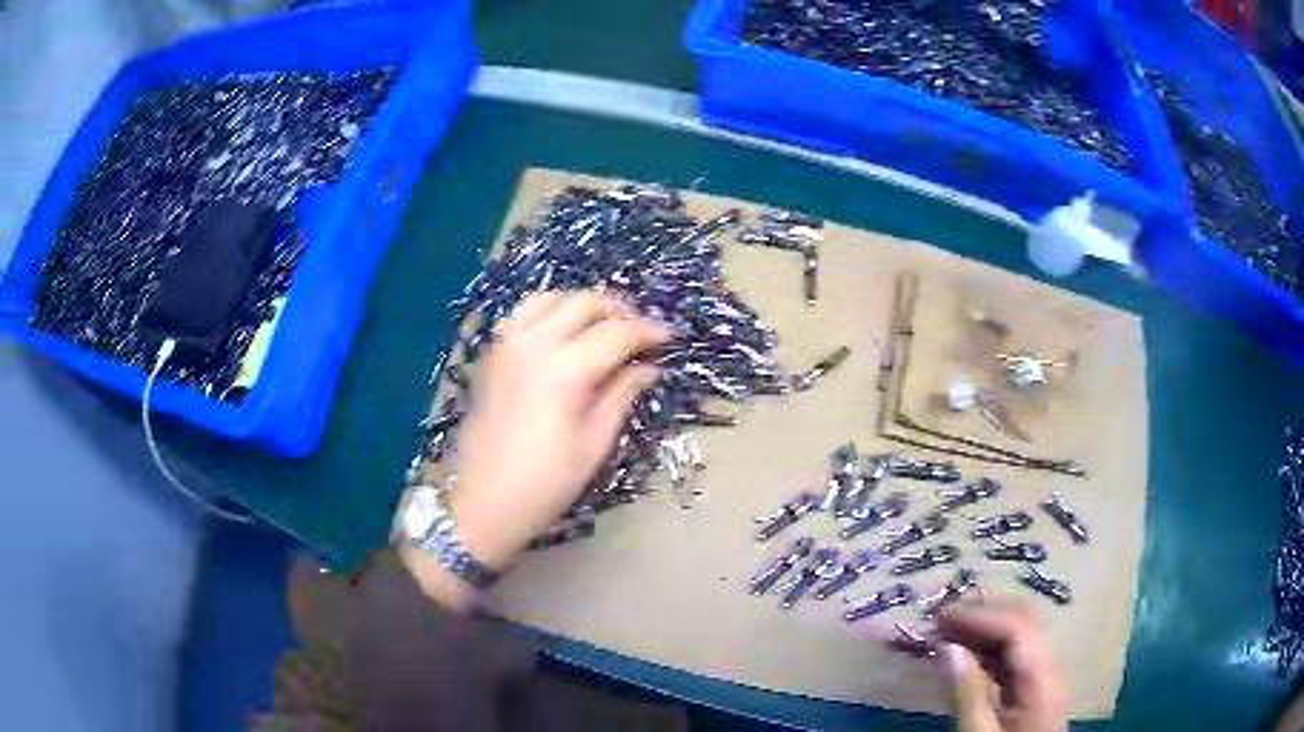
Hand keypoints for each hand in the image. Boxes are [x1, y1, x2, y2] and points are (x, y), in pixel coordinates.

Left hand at [401, 291, 666, 610]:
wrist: (483, 502)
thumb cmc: (546, 483)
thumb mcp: (594, 443)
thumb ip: (622, 394)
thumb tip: (648, 367)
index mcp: (565, 371)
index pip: (617, 333)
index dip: (647, 331)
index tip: (669, 337)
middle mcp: (533, 345)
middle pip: (584, 303)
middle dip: (619, 310)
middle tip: (639, 331)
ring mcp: (506, 345)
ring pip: (550, 298)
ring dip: (582, 304)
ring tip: (603, 325)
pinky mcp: (491, 354)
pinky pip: (522, 313)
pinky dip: (549, 311)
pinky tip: (562, 333)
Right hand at [938, 603, 1068, 731]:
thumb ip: (967, 693)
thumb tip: (948, 646)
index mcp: (1042, 678)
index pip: (1017, 627)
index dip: (979, 615)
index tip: (939, 614)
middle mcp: (1050, 667)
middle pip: (1022, 624)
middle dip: (982, 614)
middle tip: (939, 615)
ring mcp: (1045, 677)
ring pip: (1018, 638)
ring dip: (983, 629)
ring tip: (946, 629)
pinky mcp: (1036, 689)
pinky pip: (1014, 658)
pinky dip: (988, 649)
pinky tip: (965, 654)